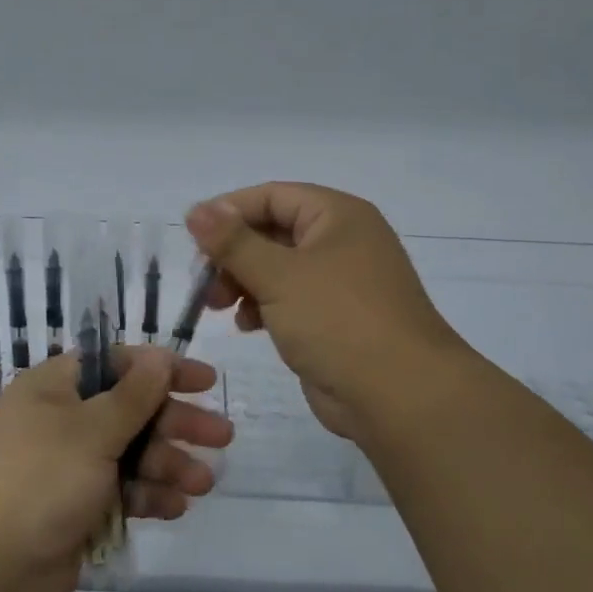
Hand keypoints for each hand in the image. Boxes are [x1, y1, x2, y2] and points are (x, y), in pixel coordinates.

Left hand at [0, 347, 230, 591]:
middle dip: (176, 423)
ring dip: (168, 464)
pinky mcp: (75, 509)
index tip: (204, 381)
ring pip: (130, 455)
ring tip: (203, 482)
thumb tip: (159, 356)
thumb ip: (133, 395)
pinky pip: (121, 492)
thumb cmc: (38, 479)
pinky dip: (147, 497)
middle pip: (130, 411)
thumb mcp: (91, 429)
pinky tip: (176, 507)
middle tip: (222, 436)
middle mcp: (62, 421)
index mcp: (55, 388)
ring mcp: (68, 467)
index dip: (161, 369)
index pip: (116, 364)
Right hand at [186, 183, 469, 442]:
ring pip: (279, 268)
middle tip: (203, 281)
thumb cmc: (338, 321)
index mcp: (338, 216)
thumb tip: (196, 210)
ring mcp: (342, 282)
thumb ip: (233, 242)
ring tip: (218, 306)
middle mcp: (342, 241)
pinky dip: (264, 306)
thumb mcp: (278, 276)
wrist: (399, 395)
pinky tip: (247, 325)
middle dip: (233, 254)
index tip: (193, 237)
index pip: (272, 196)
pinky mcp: (336, 318)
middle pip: (273, 232)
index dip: (229, 211)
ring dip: (244, 282)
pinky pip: (291, 299)